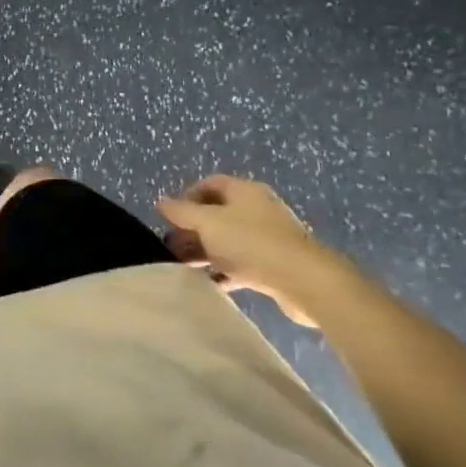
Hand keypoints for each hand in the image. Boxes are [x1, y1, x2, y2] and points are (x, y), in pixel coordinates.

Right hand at [156, 175, 348, 326]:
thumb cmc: (251, 243)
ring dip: (205, 251)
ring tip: (185, 267)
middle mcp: (257, 209)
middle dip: (192, 228)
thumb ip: (181, 212)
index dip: (186, 196)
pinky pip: (242, 262)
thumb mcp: (208, 223)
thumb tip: (160, 201)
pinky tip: (210, 283)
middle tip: (172, 246)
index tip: (170, 218)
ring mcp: (268, 237)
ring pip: (228, 239)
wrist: (304, 281)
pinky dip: (224, 270)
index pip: (209, 183)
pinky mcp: (275, 263)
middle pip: (217, 213)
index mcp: (244, 191)